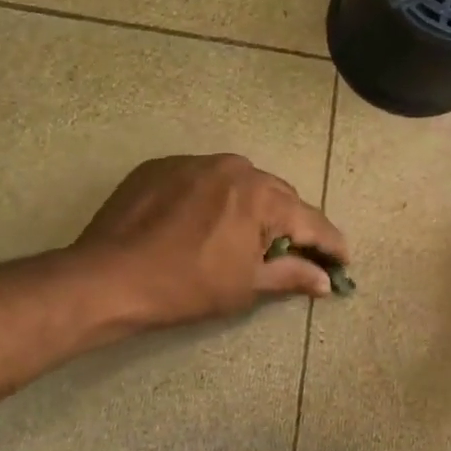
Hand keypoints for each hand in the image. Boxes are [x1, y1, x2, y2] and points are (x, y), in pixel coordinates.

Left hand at [72, 154, 348, 330]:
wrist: (106, 278)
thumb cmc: (185, 287)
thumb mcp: (245, 286)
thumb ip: (292, 275)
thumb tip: (326, 280)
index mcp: (260, 196)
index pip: (310, 220)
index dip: (331, 243)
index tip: (344, 261)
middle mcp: (235, 167)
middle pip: (278, 196)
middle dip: (291, 224)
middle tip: (293, 253)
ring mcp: (195, 162)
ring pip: (241, 183)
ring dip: (252, 207)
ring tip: (245, 237)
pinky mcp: (162, 166)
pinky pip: (204, 179)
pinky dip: (214, 199)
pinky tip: (201, 224)